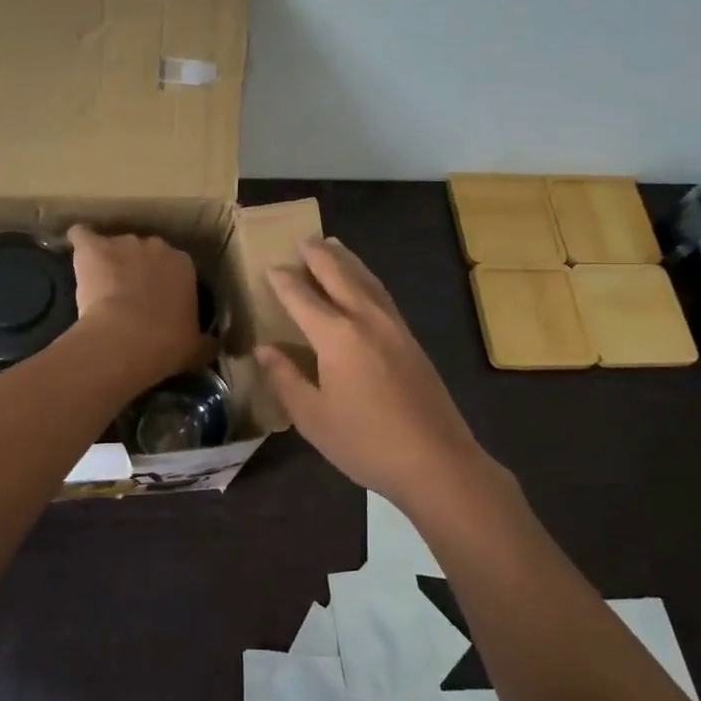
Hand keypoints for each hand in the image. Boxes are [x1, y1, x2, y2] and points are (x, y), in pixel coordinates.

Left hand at [66, 225, 205, 386]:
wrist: (125, 339)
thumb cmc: (166, 344)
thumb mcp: (196, 349)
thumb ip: (205, 342)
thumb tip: (213, 346)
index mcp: (184, 265)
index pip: (176, 266)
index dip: (165, 282)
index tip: (158, 302)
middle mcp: (157, 246)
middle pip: (146, 251)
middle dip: (138, 268)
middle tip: (129, 295)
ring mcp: (123, 243)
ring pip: (115, 245)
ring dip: (109, 260)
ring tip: (99, 285)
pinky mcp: (92, 247)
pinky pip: (82, 236)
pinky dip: (79, 243)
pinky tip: (76, 255)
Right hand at [257, 237, 487, 506]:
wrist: (436, 460)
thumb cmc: (365, 442)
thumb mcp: (313, 417)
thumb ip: (286, 378)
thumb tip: (264, 349)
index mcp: (337, 336)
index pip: (302, 298)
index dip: (283, 282)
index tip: (270, 268)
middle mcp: (366, 320)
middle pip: (339, 275)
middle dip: (318, 256)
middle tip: (303, 239)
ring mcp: (394, 327)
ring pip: (366, 280)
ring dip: (346, 260)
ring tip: (332, 245)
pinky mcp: (411, 340)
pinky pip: (382, 295)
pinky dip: (366, 279)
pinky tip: (364, 284)